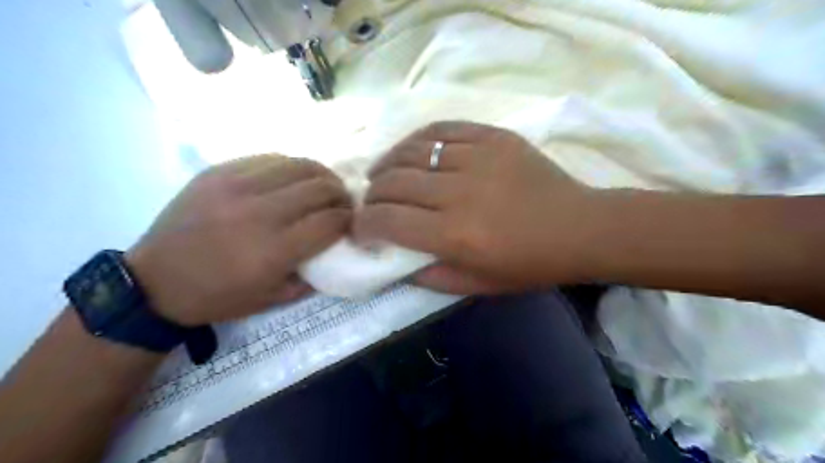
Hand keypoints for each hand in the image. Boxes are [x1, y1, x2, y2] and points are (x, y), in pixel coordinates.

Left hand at [127, 156, 350, 325]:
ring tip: (324, 185)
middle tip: (343, 202)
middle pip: (320, 188)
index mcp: (274, 250)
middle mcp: (259, 213)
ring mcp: (237, 186)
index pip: (330, 221)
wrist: (154, 281)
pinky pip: (269, 158)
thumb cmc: (218, 297)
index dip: (349, 218)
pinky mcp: (219, 172)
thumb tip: (337, 250)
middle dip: (341, 194)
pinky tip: (293, 178)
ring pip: (299, 165)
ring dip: (321, 174)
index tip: (352, 221)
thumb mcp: (273, 299)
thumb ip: (312, 276)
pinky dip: (291, 166)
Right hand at [358, 120, 596, 291]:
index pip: (388, 220)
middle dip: (371, 195)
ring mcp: (478, 158)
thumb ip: (430, 276)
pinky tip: (410, 150)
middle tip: (370, 203)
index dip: (364, 224)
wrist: (580, 228)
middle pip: (394, 182)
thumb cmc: (530, 264)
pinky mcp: (493, 137)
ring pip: (412, 151)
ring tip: (381, 174)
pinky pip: (442, 129)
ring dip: (387, 164)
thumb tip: (396, 259)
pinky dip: (417, 139)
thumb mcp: (477, 284)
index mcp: (455, 235)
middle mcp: (460, 193)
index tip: (360, 228)